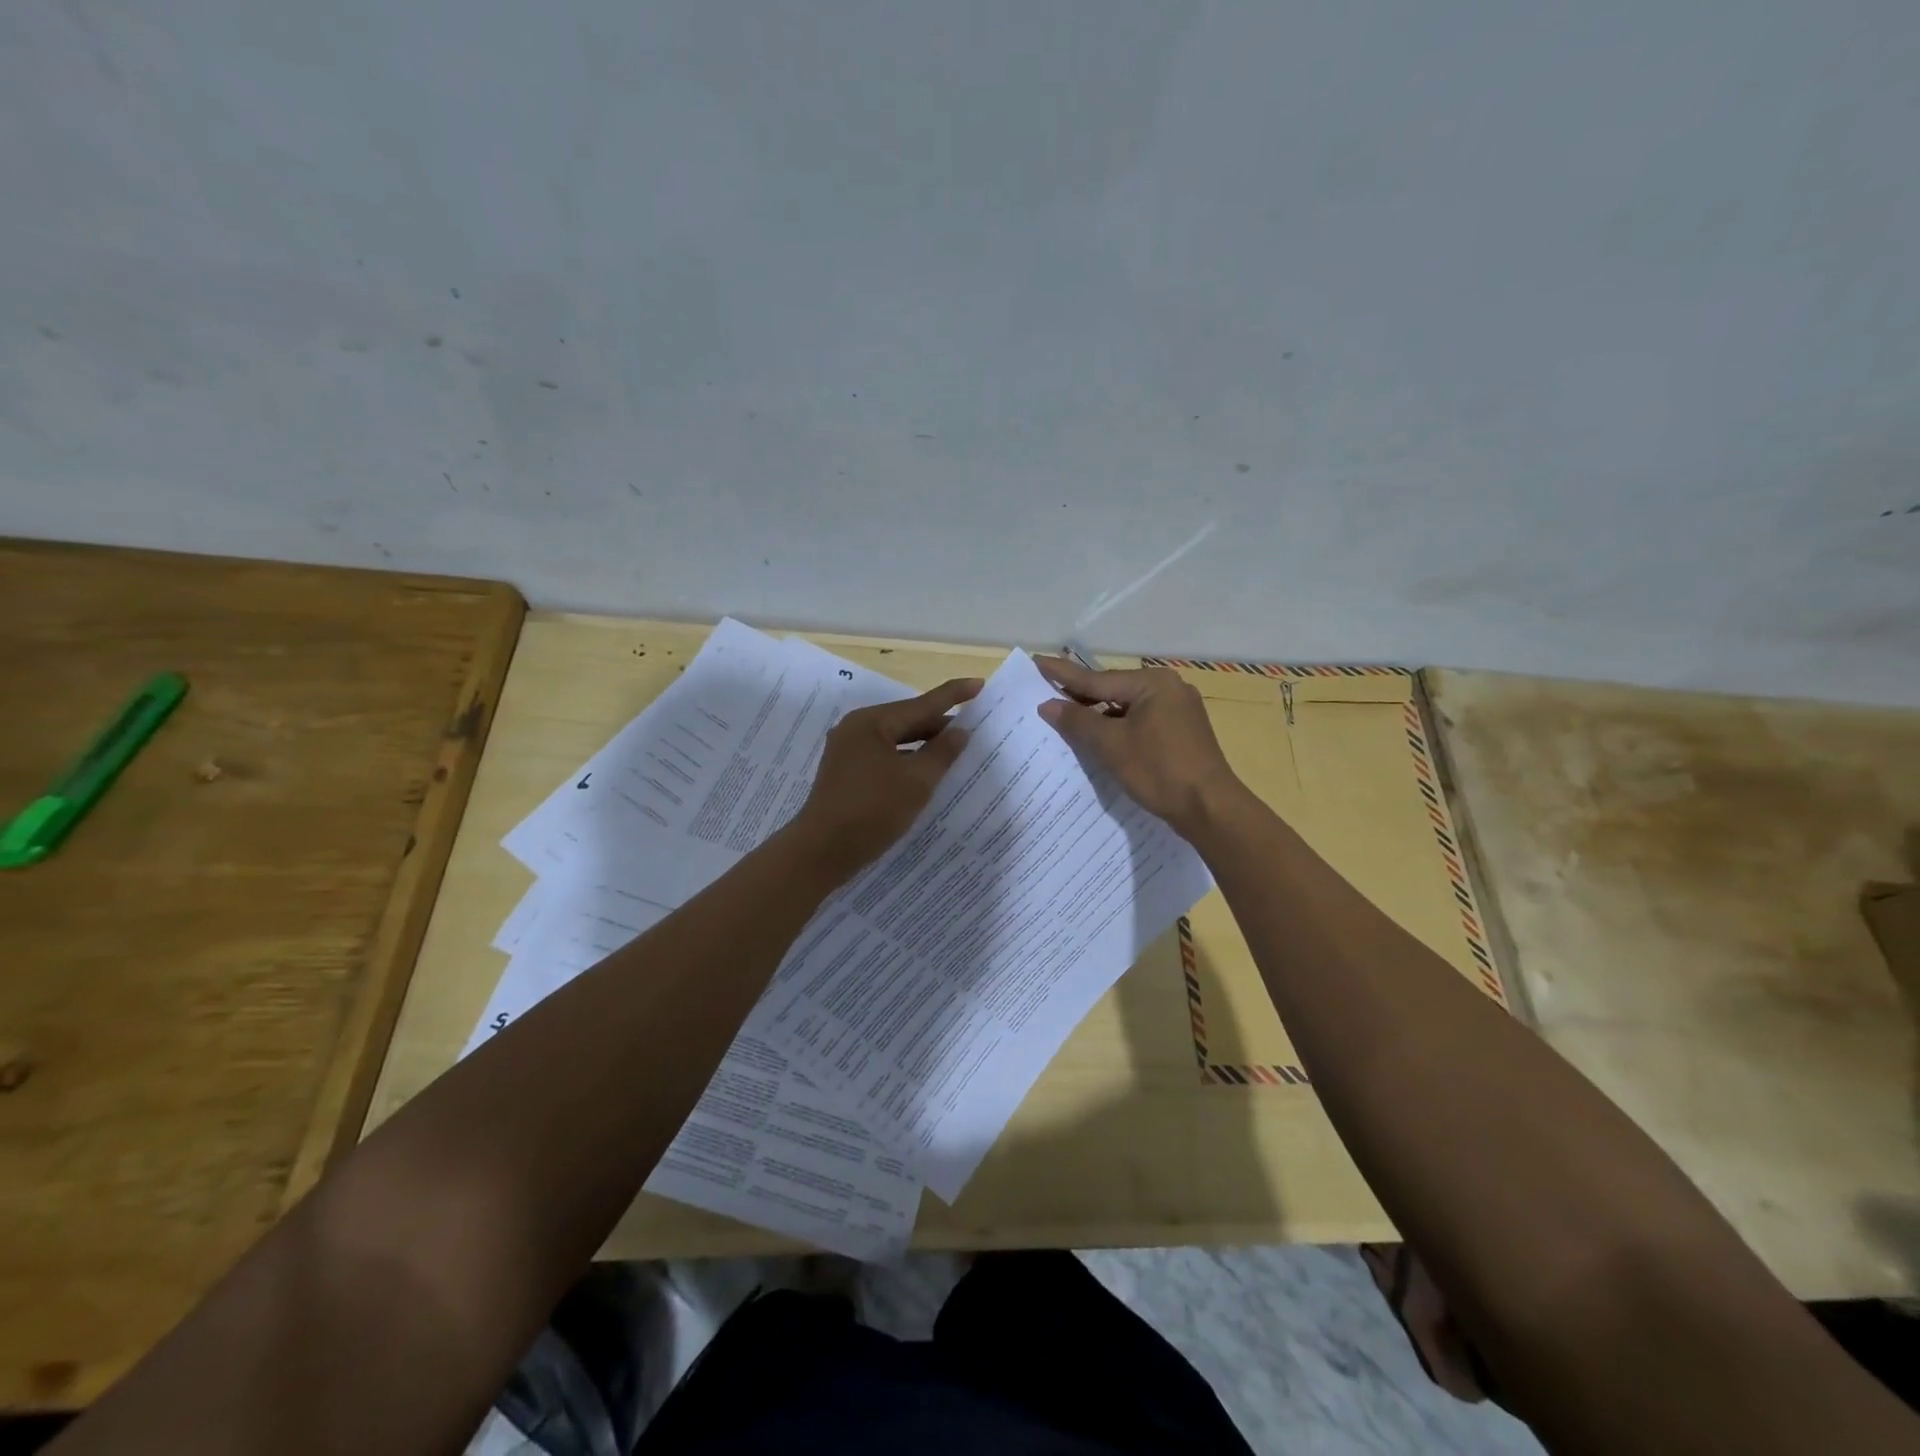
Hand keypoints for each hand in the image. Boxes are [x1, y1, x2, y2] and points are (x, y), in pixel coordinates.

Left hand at [788, 677, 982, 875]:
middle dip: (940, 724)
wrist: (821, 852)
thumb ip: (942, 753)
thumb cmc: (872, 812)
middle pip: (907, 719)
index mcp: (872, 722)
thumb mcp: (916, 782)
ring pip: (895, 739)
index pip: (922, 704)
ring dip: (924, 744)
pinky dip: (907, 759)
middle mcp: (856, 729)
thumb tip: (960, 730)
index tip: (979, 684)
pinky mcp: (846, 772)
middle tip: (974, 726)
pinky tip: (925, 771)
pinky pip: (884, 755)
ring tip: (955, 749)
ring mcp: (848, 750)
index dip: (953, 695)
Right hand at [1033, 656, 1247, 836]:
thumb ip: (1078, 722)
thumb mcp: (1111, 745)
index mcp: (1152, 683)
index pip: (1096, 678)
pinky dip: (1118, 728)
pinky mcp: (1182, 733)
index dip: (1062, 674)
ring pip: (1126, 708)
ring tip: (1065, 717)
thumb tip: (1048, 705)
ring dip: (1098, 716)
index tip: (1036, 661)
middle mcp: (1168, 689)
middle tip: (1045, 690)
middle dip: (1080, 696)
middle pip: (1112, 691)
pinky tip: (1099, 738)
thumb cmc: (1159, 770)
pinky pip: (1140, 722)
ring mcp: (1178, 711)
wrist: (1210, 808)